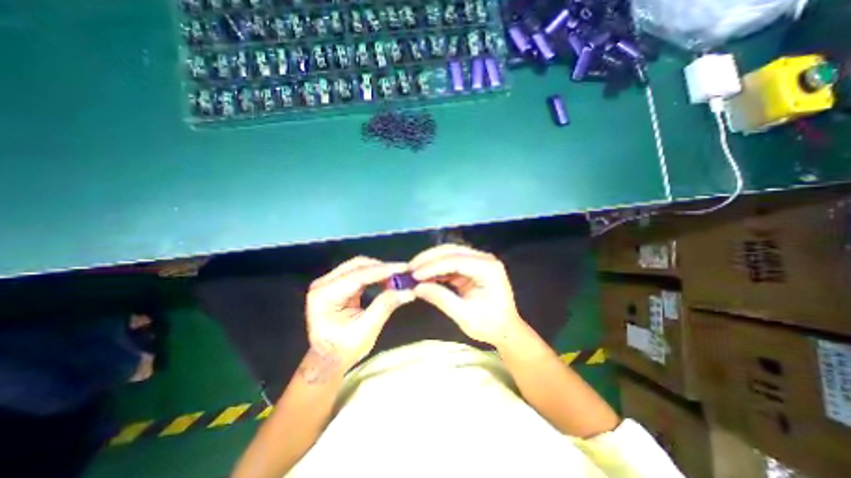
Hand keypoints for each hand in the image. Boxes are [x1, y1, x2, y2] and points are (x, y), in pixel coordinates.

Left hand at [306, 257, 414, 376]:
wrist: (327, 359)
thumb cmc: (342, 350)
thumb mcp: (366, 331)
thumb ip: (384, 307)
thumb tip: (408, 291)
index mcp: (324, 296)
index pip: (357, 275)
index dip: (382, 270)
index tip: (404, 268)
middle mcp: (323, 283)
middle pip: (357, 265)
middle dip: (382, 268)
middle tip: (403, 273)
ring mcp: (329, 282)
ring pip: (359, 266)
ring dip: (379, 270)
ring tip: (397, 278)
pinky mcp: (336, 283)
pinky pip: (358, 272)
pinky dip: (374, 274)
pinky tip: (387, 280)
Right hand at [411, 247, 528, 346]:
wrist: (505, 329)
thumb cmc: (489, 325)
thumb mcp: (464, 315)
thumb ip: (441, 298)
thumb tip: (417, 287)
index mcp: (488, 268)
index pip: (456, 261)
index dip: (433, 266)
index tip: (414, 275)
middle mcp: (484, 259)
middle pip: (452, 251)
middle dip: (429, 258)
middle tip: (410, 268)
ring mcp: (478, 261)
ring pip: (449, 253)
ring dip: (431, 261)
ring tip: (413, 270)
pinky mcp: (472, 266)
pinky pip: (450, 262)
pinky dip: (436, 268)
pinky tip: (424, 274)